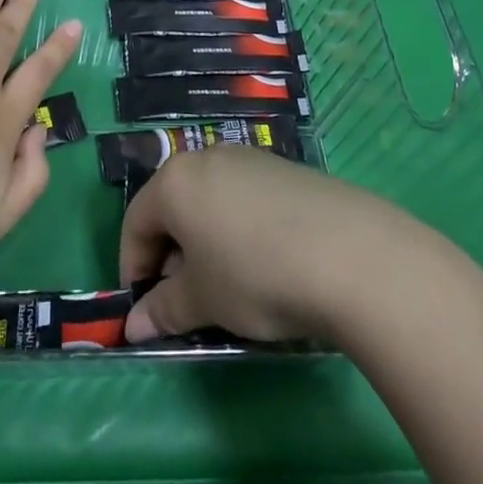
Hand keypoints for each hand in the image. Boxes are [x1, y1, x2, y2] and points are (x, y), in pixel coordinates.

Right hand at [119, 145, 417, 344]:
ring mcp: (250, 159)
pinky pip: (244, 198)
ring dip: (205, 242)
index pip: (135, 222)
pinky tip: (263, 263)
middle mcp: (207, 158)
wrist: (348, 253)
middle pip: (173, 206)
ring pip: (210, 201)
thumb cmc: (255, 275)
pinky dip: (238, 228)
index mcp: (175, 181)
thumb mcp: (203, 301)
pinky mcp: (285, 169)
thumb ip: (163, 310)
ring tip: (227, 285)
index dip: (133, 268)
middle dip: (170, 255)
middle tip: (185, 301)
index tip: (145, 309)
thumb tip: (134, 326)